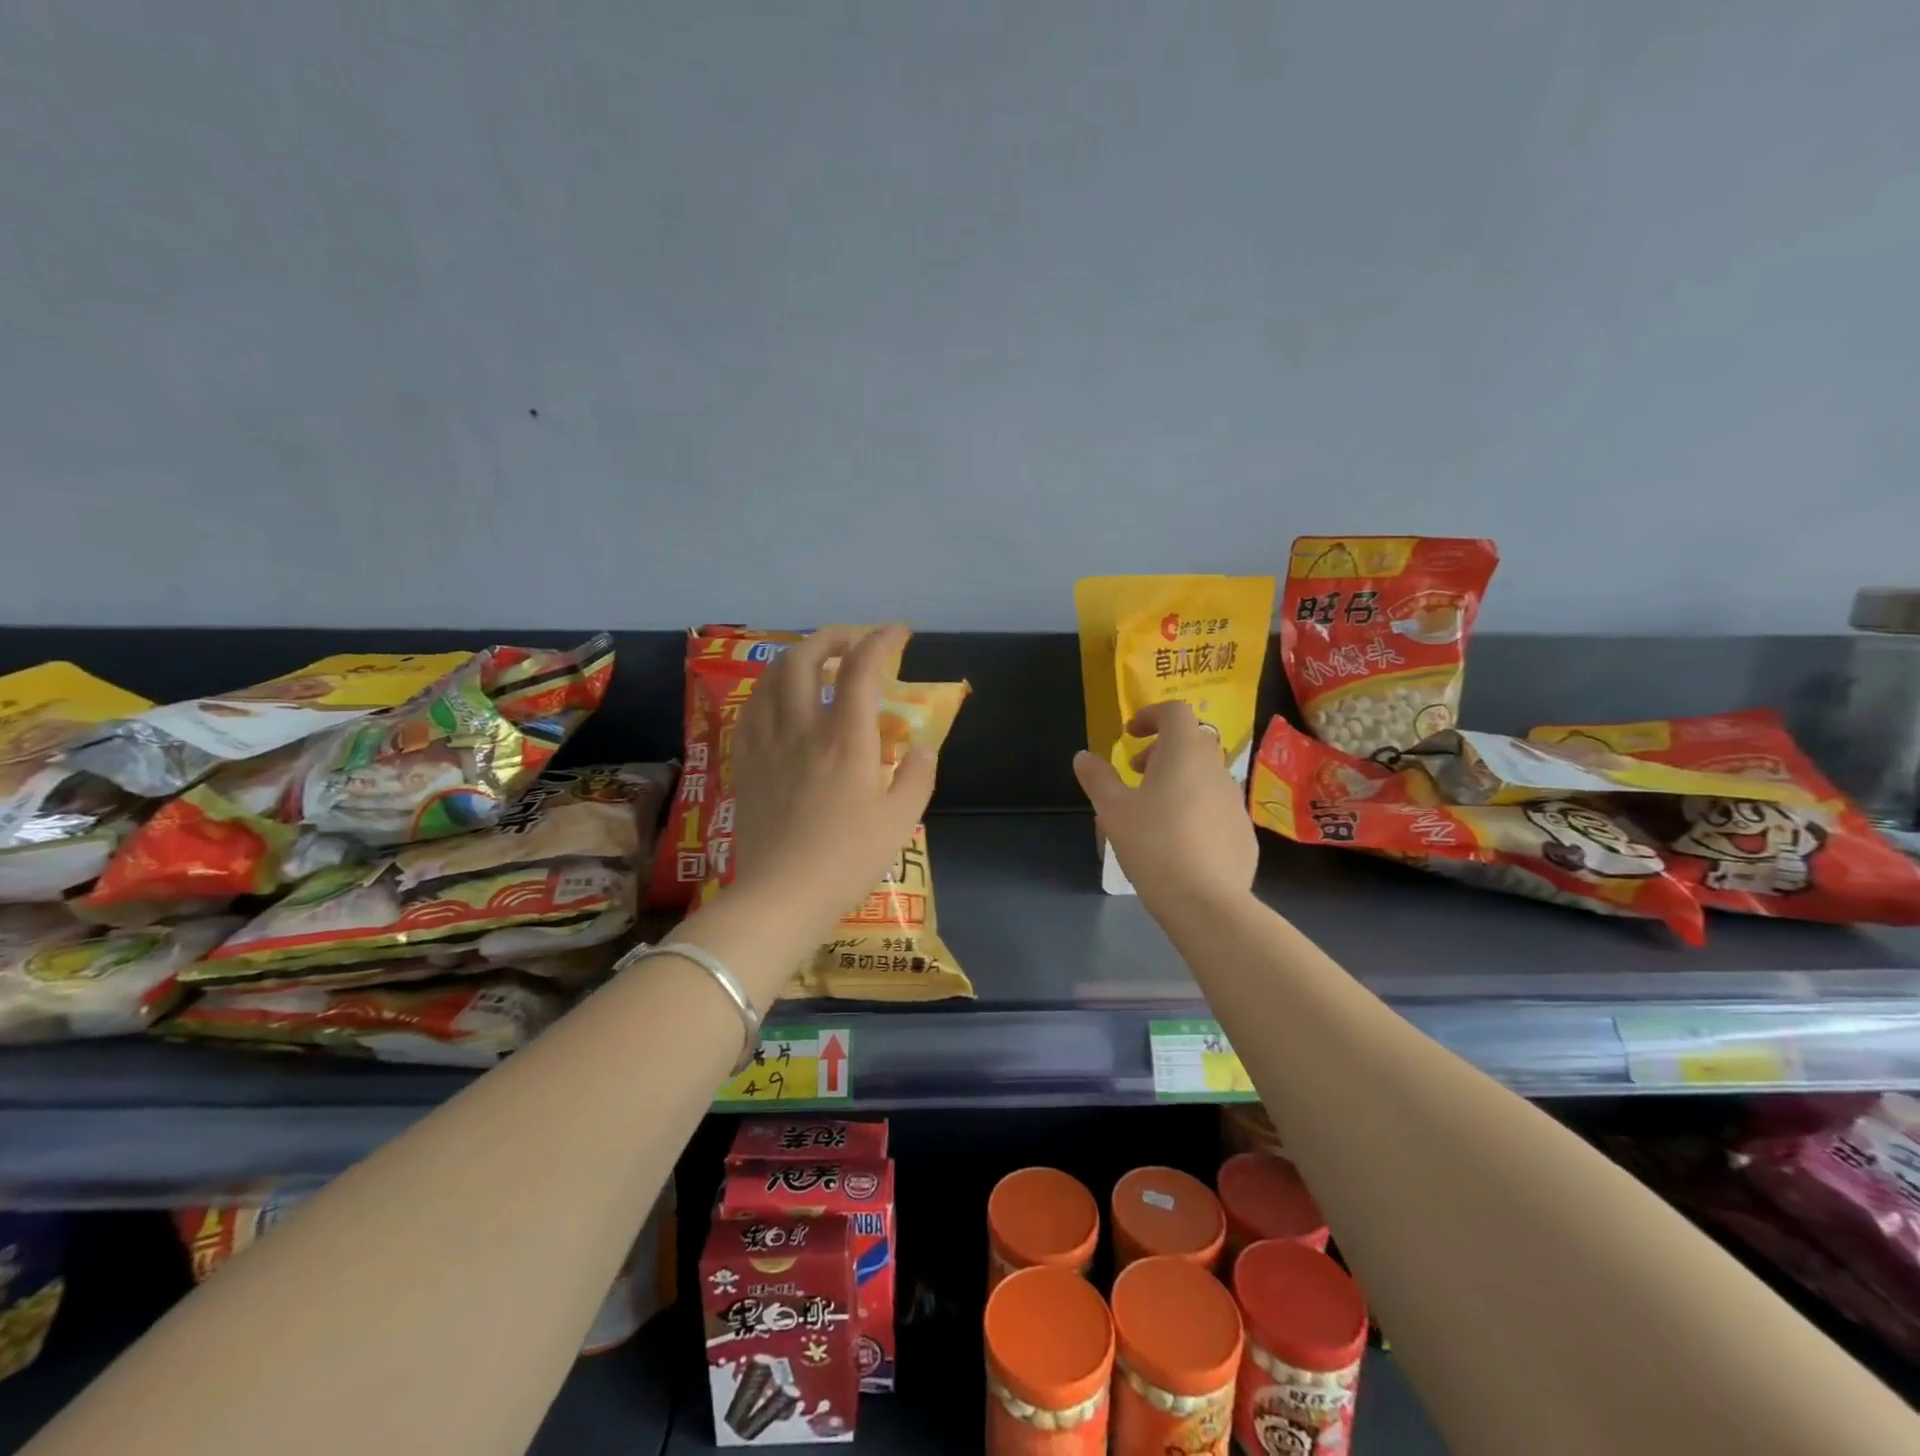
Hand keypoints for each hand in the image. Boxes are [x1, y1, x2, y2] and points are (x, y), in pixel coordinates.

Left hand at [728, 624, 936, 935]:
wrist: (784, 895)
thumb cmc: (849, 859)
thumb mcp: (902, 820)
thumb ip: (918, 775)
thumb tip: (922, 746)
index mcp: (846, 739)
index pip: (861, 668)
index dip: (881, 639)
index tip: (899, 632)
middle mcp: (802, 728)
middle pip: (804, 657)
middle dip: (830, 638)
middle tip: (852, 644)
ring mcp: (766, 743)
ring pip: (770, 677)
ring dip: (796, 659)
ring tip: (816, 666)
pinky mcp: (744, 762)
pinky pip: (750, 709)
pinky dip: (769, 691)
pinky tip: (780, 703)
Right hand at [1073, 701, 1258, 914]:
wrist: (1207, 902)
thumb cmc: (1154, 845)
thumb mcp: (1112, 810)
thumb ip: (1097, 778)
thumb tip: (1084, 756)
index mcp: (1184, 754)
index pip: (1175, 711)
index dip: (1151, 715)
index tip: (1129, 736)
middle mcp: (1215, 769)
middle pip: (1192, 741)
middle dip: (1162, 749)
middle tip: (1135, 773)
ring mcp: (1234, 800)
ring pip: (1205, 774)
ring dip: (1178, 779)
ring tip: (1151, 810)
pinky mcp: (1243, 831)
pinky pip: (1216, 805)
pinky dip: (1195, 807)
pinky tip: (1177, 840)